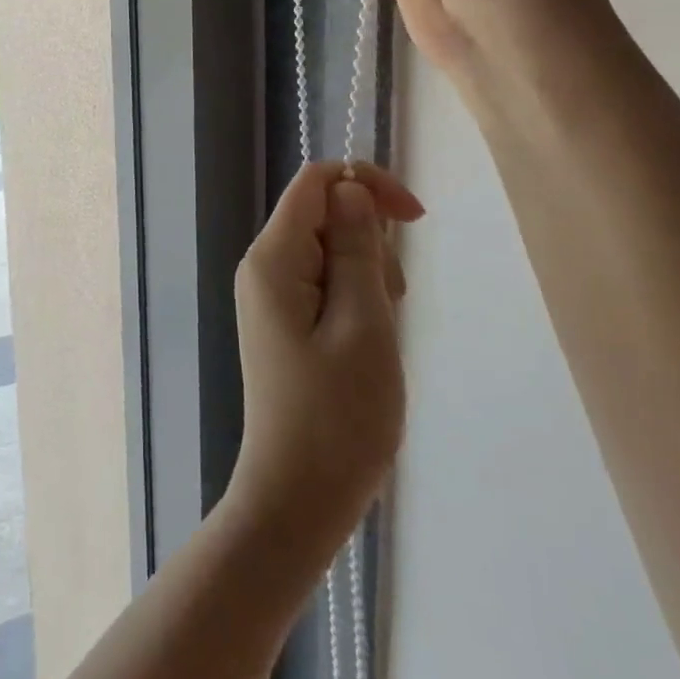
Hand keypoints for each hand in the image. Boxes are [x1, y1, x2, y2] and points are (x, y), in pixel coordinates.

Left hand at [226, 161, 423, 558]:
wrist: (298, 497)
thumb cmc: (338, 416)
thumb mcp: (364, 324)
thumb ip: (357, 248)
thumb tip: (349, 189)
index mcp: (273, 258)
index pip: (315, 181)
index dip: (365, 184)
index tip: (415, 219)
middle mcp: (264, 266)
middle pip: (325, 215)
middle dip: (370, 245)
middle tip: (387, 306)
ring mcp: (272, 294)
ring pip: (332, 250)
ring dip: (368, 278)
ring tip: (376, 336)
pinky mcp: (285, 320)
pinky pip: (326, 284)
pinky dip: (357, 301)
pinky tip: (367, 344)